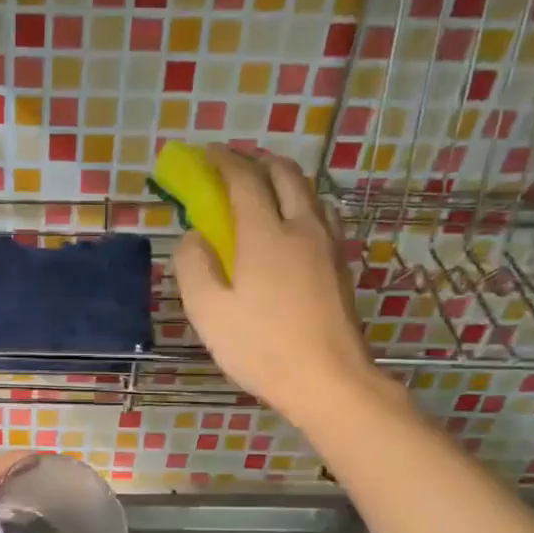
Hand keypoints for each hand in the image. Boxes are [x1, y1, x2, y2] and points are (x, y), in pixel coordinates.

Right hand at [174, 145, 380, 421]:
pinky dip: (299, 204)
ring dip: (283, 179)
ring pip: (308, 193)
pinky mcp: (340, 266)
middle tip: (234, 164)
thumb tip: (194, 237)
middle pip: (285, 175)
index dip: (223, 161)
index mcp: (265, 235)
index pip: (244, 180)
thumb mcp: (208, 311)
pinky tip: (290, 225)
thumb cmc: (261, 347)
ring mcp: (327, 246)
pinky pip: (319, 216)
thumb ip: (193, 266)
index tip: (205, 153)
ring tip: (262, 188)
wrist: (328, 379)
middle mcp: (301, 228)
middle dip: (258, 160)